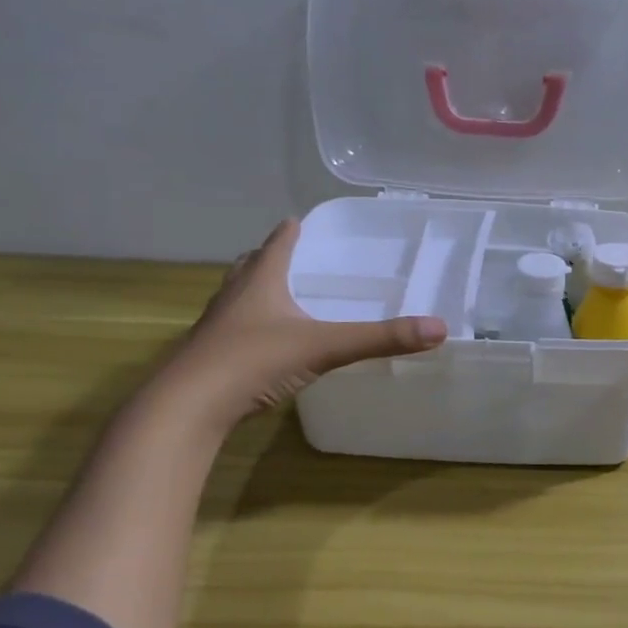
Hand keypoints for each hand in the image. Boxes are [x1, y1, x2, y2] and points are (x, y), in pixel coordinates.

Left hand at [156, 218, 445, 433]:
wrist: (189, 406)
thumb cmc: (254, 361)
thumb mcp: (325, 347)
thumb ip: (380, 339)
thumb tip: (439, 329)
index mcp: (260, 281)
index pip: (277, 244)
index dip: (290, 231)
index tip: (300, 220)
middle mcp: (234, 296)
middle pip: (251, 266)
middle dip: (270, 258)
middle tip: (292, 257)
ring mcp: (217, 327)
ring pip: (238, 297)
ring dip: (256, 290)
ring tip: (278, 295)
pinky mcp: (210, 356)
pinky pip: (234, 329)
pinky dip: (251, 326)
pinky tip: (264, 343)